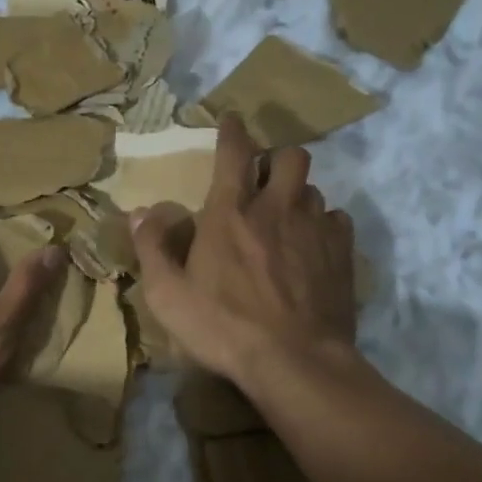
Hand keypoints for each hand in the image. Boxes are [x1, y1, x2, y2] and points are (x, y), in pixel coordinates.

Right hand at [130, 113, 358, 390]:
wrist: (294, 361)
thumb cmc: (222, 327)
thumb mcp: (168, 294)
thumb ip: (153, 248)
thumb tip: (140, 212)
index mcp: (230, 212)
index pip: (234, 152)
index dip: (233, 130)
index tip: (233, 120)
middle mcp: (277, 208)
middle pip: (290, 157)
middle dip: (277, 159)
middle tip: (264, 181)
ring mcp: (315, 228)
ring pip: (314, 189)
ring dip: (298, 196)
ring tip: (287, 219)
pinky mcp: (341, 253)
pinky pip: (337, 220)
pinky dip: (324, 224)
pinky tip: (313, 246)